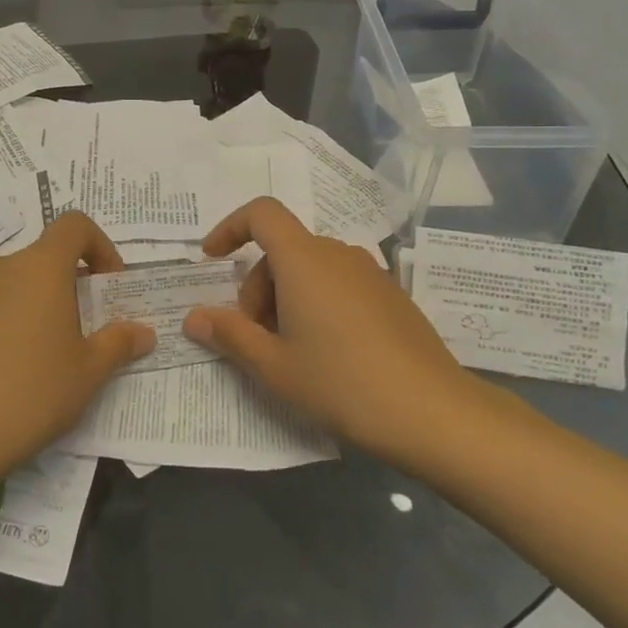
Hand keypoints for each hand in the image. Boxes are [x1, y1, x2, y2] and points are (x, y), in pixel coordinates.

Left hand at [0, 212, 154, 473]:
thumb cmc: (32, 392)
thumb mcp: (89, 372)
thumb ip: (118, 343)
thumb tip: (143, 332)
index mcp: (41, 267)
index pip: (74, 225)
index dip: (100, 246)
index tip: (109, 287)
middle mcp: (3, 267)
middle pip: (46, 257)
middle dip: (73, 284)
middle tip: (87, 330)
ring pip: (18, 282)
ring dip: (42, 303)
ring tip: (51, 354)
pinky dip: (12, 320)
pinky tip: (13, 368)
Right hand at [181, 198, 477, 461]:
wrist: (434, 413)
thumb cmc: (341, 383)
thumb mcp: (274, 366)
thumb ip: (229, 335)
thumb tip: (194, 318)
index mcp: (304, 260)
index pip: (261, 213)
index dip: (230, 228)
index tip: (212, 260)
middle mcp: (338, 254)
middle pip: (282, 250)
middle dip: (256, 287)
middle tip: (255, 337)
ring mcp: (370, 273)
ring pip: (310, 268)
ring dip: (286, 297)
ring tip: (290, 350)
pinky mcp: (392, 295)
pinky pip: (339, 283)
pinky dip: (317, 302)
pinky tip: (328, 353)